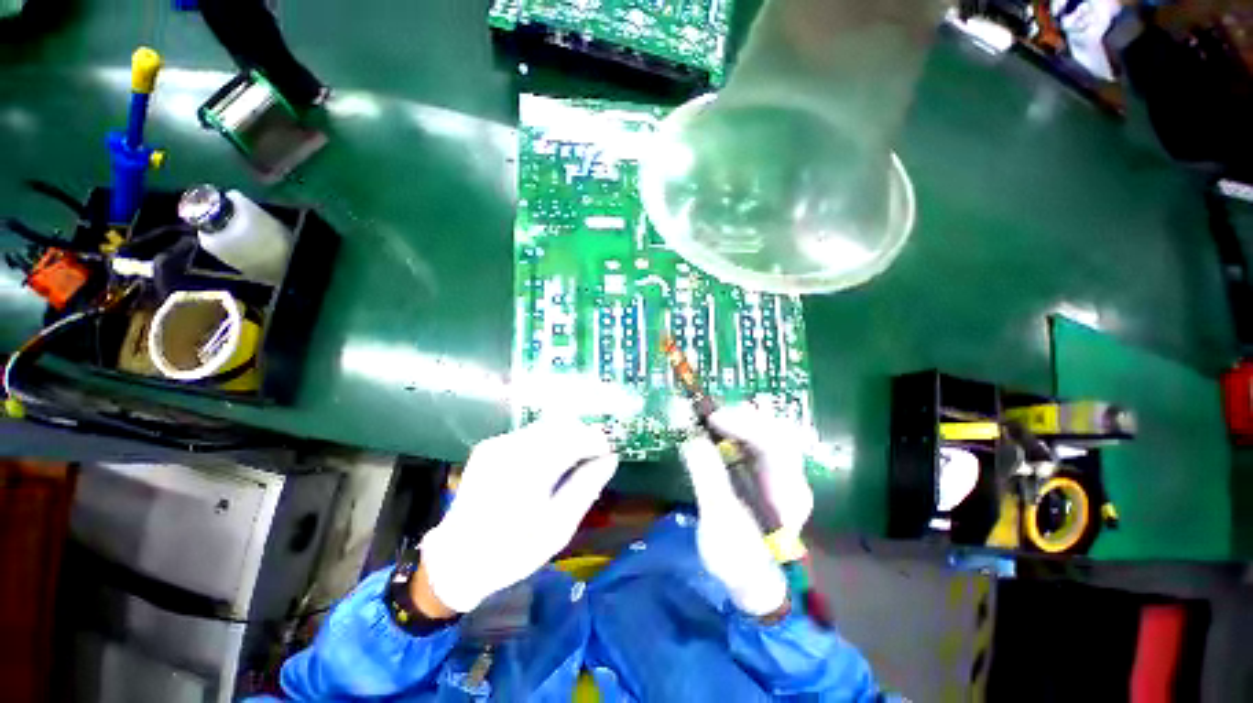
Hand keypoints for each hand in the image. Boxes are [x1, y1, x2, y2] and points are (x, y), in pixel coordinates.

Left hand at [419, 419, 618, 612]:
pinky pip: (530, 433)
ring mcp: (497, 444)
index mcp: (530, 470)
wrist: (456, 560)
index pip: (575, 437)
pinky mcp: (489, 446)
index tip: (607, 456)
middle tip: (592, 461)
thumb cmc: (512, 552)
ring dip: (566, 437)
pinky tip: (547, 465)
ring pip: (547, 425)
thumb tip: (611, 458)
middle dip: (583, 437)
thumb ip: (586, 487)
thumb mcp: (558, 528)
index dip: (597, 442)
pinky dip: (548, 442)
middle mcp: (512, 448)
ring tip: (571, 464)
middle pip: (562, 424)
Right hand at [681, 406, 813, 616]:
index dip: (745, 424)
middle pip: (774, 430)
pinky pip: (753, 441)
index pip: (775, 443)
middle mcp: (790, 475)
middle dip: (742, 416)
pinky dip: (734, 430)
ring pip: (765, 431)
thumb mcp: (719, 523)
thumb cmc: (739, 560)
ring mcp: (779, 473)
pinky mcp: (764, 473)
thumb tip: (693, 440)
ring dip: (737, 420)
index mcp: (788, 491)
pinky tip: (716, 431)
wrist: (754, 584)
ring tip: (708, 419)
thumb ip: (708, 479)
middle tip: (708, 414)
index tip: (713, 418)